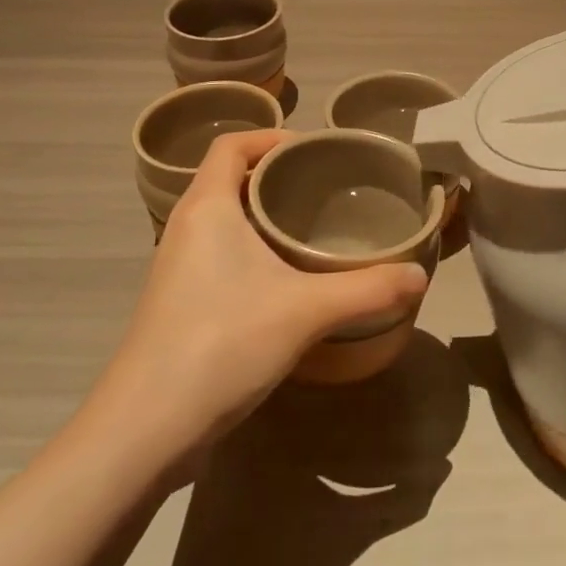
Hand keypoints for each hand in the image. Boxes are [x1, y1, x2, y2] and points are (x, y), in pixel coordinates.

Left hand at [93, 130, 428, 458]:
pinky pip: (217, 252)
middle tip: (324, 188)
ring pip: (222, 219)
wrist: (145, 429)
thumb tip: (421, 276)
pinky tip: (284, 280)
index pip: (231, 145)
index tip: (312, 149)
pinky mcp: (178, 302)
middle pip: (228, 178)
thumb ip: (367, 289)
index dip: (270, 136)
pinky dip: (249, 249)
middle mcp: (185, 227)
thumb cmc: (222, 343)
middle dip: (274, 175)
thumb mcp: (306, 311)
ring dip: (260, 214)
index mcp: (206, 207)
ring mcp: (177, 267)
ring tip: (310, 229)